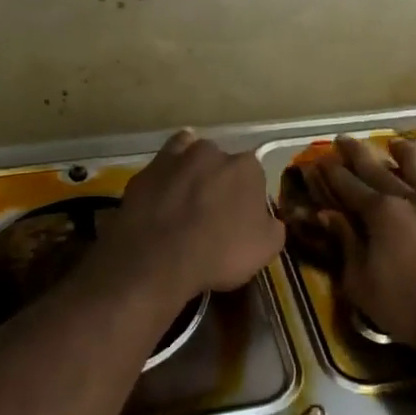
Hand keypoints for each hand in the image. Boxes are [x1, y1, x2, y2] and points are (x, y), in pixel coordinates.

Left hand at [102, 130, 285, 304]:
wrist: (157, 262)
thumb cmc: (219, 253)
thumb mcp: (266, 249)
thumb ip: (273, 226)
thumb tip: (268, 219)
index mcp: (245, 167)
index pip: (254, 173)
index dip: (248, 195)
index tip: (242, 216)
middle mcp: (209, 152)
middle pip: (219, 161)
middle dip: (217, 179)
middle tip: (212, 209)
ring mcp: (172, 159)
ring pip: (185, 155)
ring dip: (188, 172)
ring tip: (185, 200)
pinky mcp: (142, 174)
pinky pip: (157, 172)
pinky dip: (161, 182)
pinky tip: (160, 202)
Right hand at [309, 135, 415, 348]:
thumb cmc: (408, 306)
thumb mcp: (361, 282)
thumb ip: (346, 245)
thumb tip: (329, 216)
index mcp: (382, 213)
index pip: (349, 186)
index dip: (331, 173)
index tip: (319, 160)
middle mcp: (413, 198)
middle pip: (380, 169)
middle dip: (358, 154)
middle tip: (344, 140)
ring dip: (404, 155)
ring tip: (396, 145)